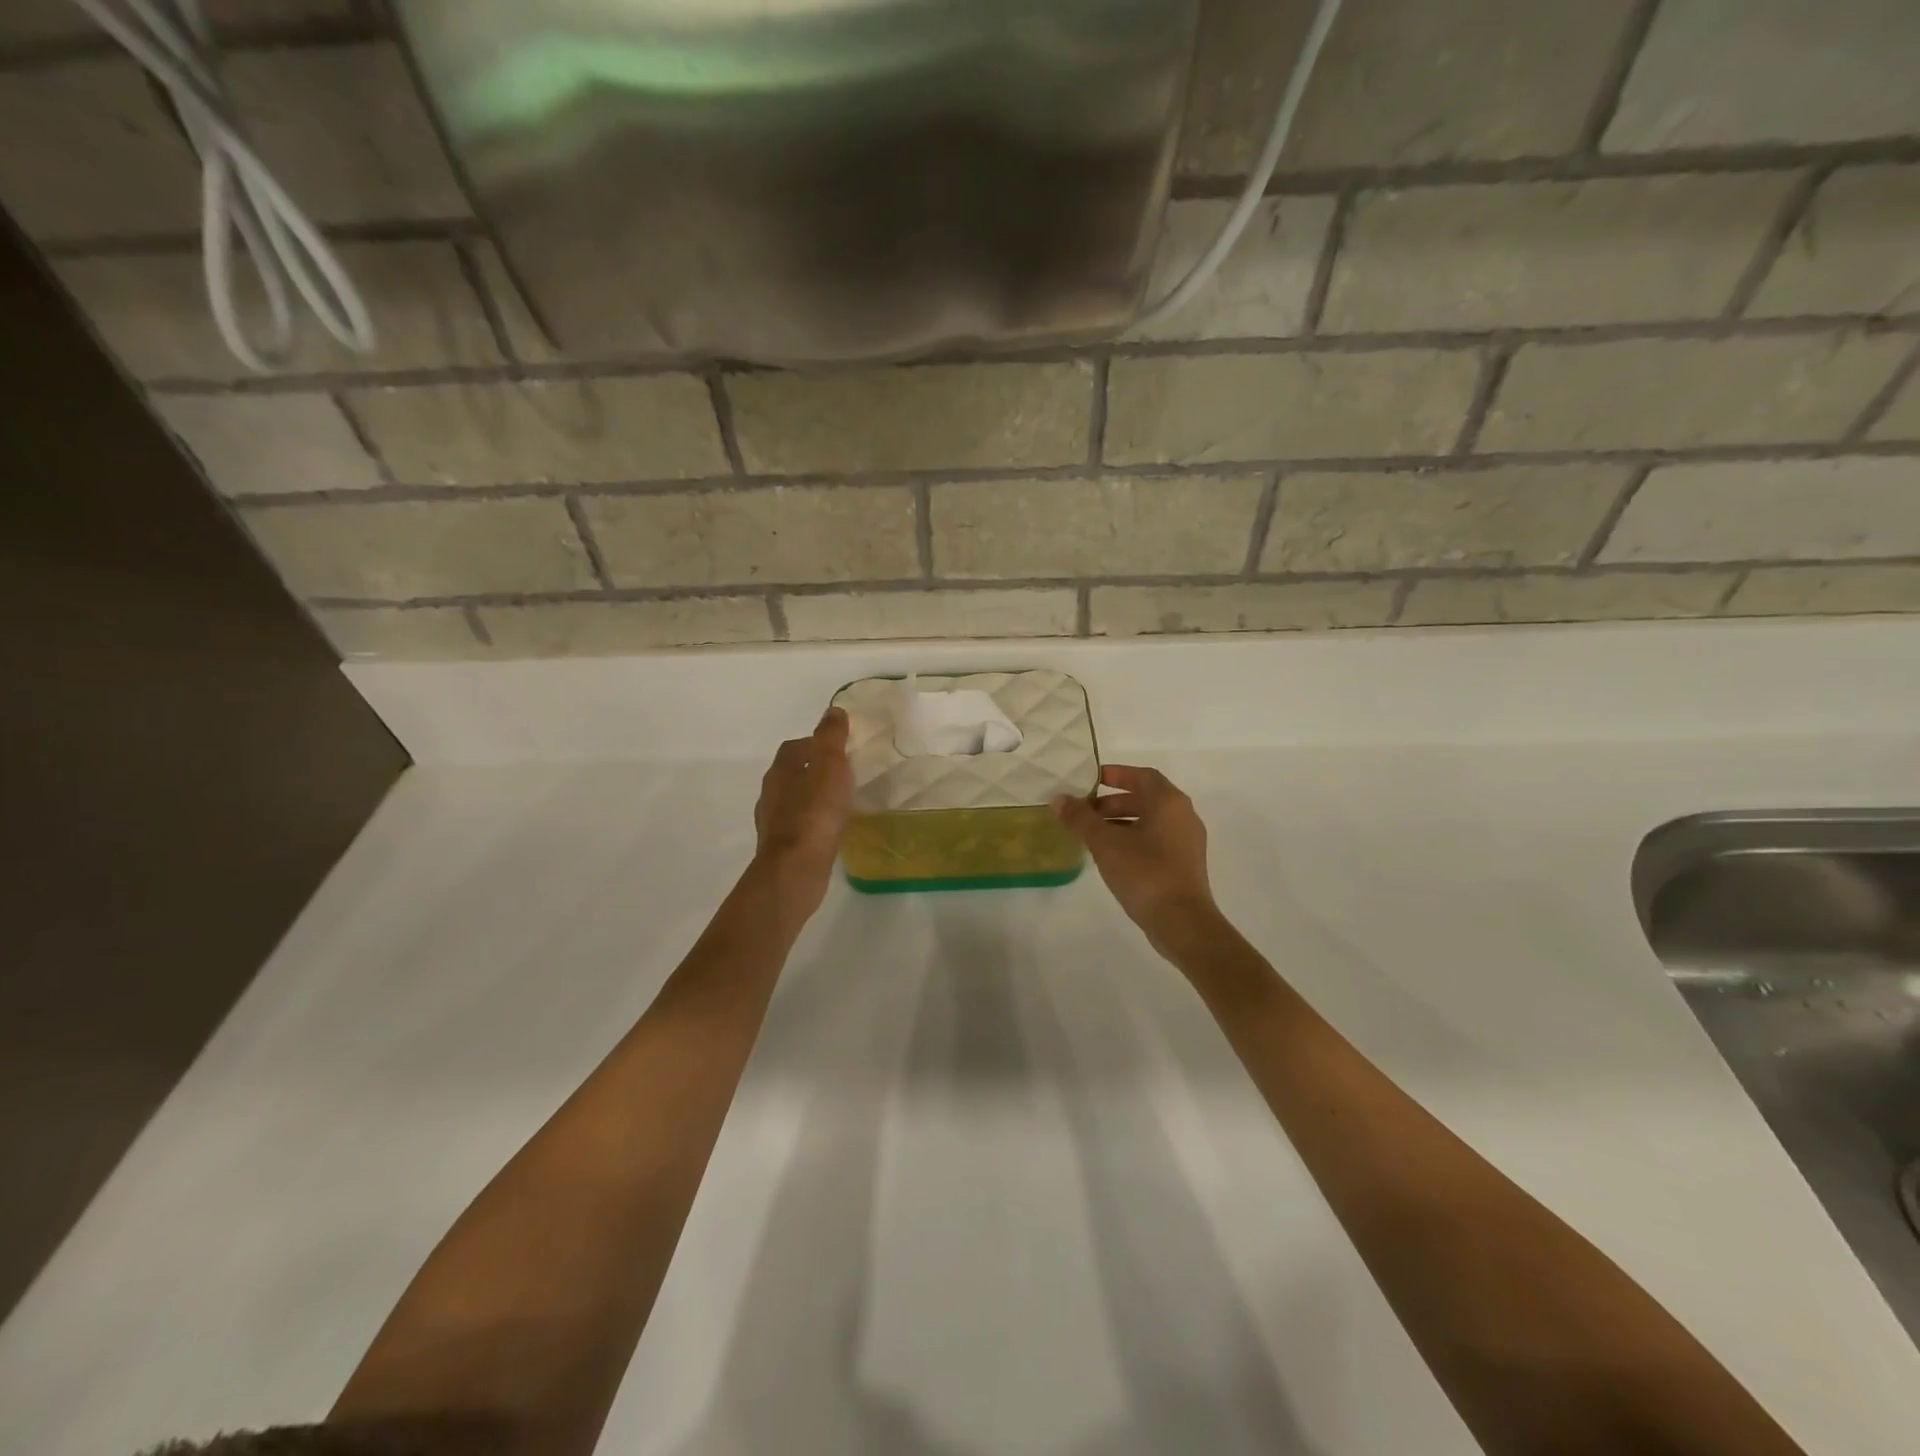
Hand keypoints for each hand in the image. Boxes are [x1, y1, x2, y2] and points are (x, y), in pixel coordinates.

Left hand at [753, 707, 853, 918]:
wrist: (796, 868)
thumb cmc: (816, 812)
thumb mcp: (831, 766)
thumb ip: (831, 737)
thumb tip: (832, 710)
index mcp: (781, 770)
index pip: (795, 747)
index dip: (815, 745)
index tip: (838, 750)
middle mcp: (771, 793)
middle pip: (791, 773)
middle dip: (813, 771)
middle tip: (841, 775)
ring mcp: (773, 822)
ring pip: (793, 800)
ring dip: (811, 798)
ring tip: (838, 803)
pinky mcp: (781, 847)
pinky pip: (798, 826)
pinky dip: (812, 823)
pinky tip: (829, 830)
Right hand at [1055, 765, 1221, 957]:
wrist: (1182, 921)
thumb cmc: (1144, 872)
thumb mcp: (1105, 843)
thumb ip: (1080, 819)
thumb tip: (1058, 799)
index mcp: (1168, 801)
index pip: (1141, 775)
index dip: (1115, 774)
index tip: (1090, 781)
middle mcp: (1183, 815)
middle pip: (1145, 798)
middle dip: (1112, 803)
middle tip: (1084, 813)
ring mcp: (1187, 840)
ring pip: (1150, 821)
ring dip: (1121, 822)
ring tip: (1092, 836)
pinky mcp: (1185, 863)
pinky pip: (1156, 839)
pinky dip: (1133, 838)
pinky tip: (1111, 856)